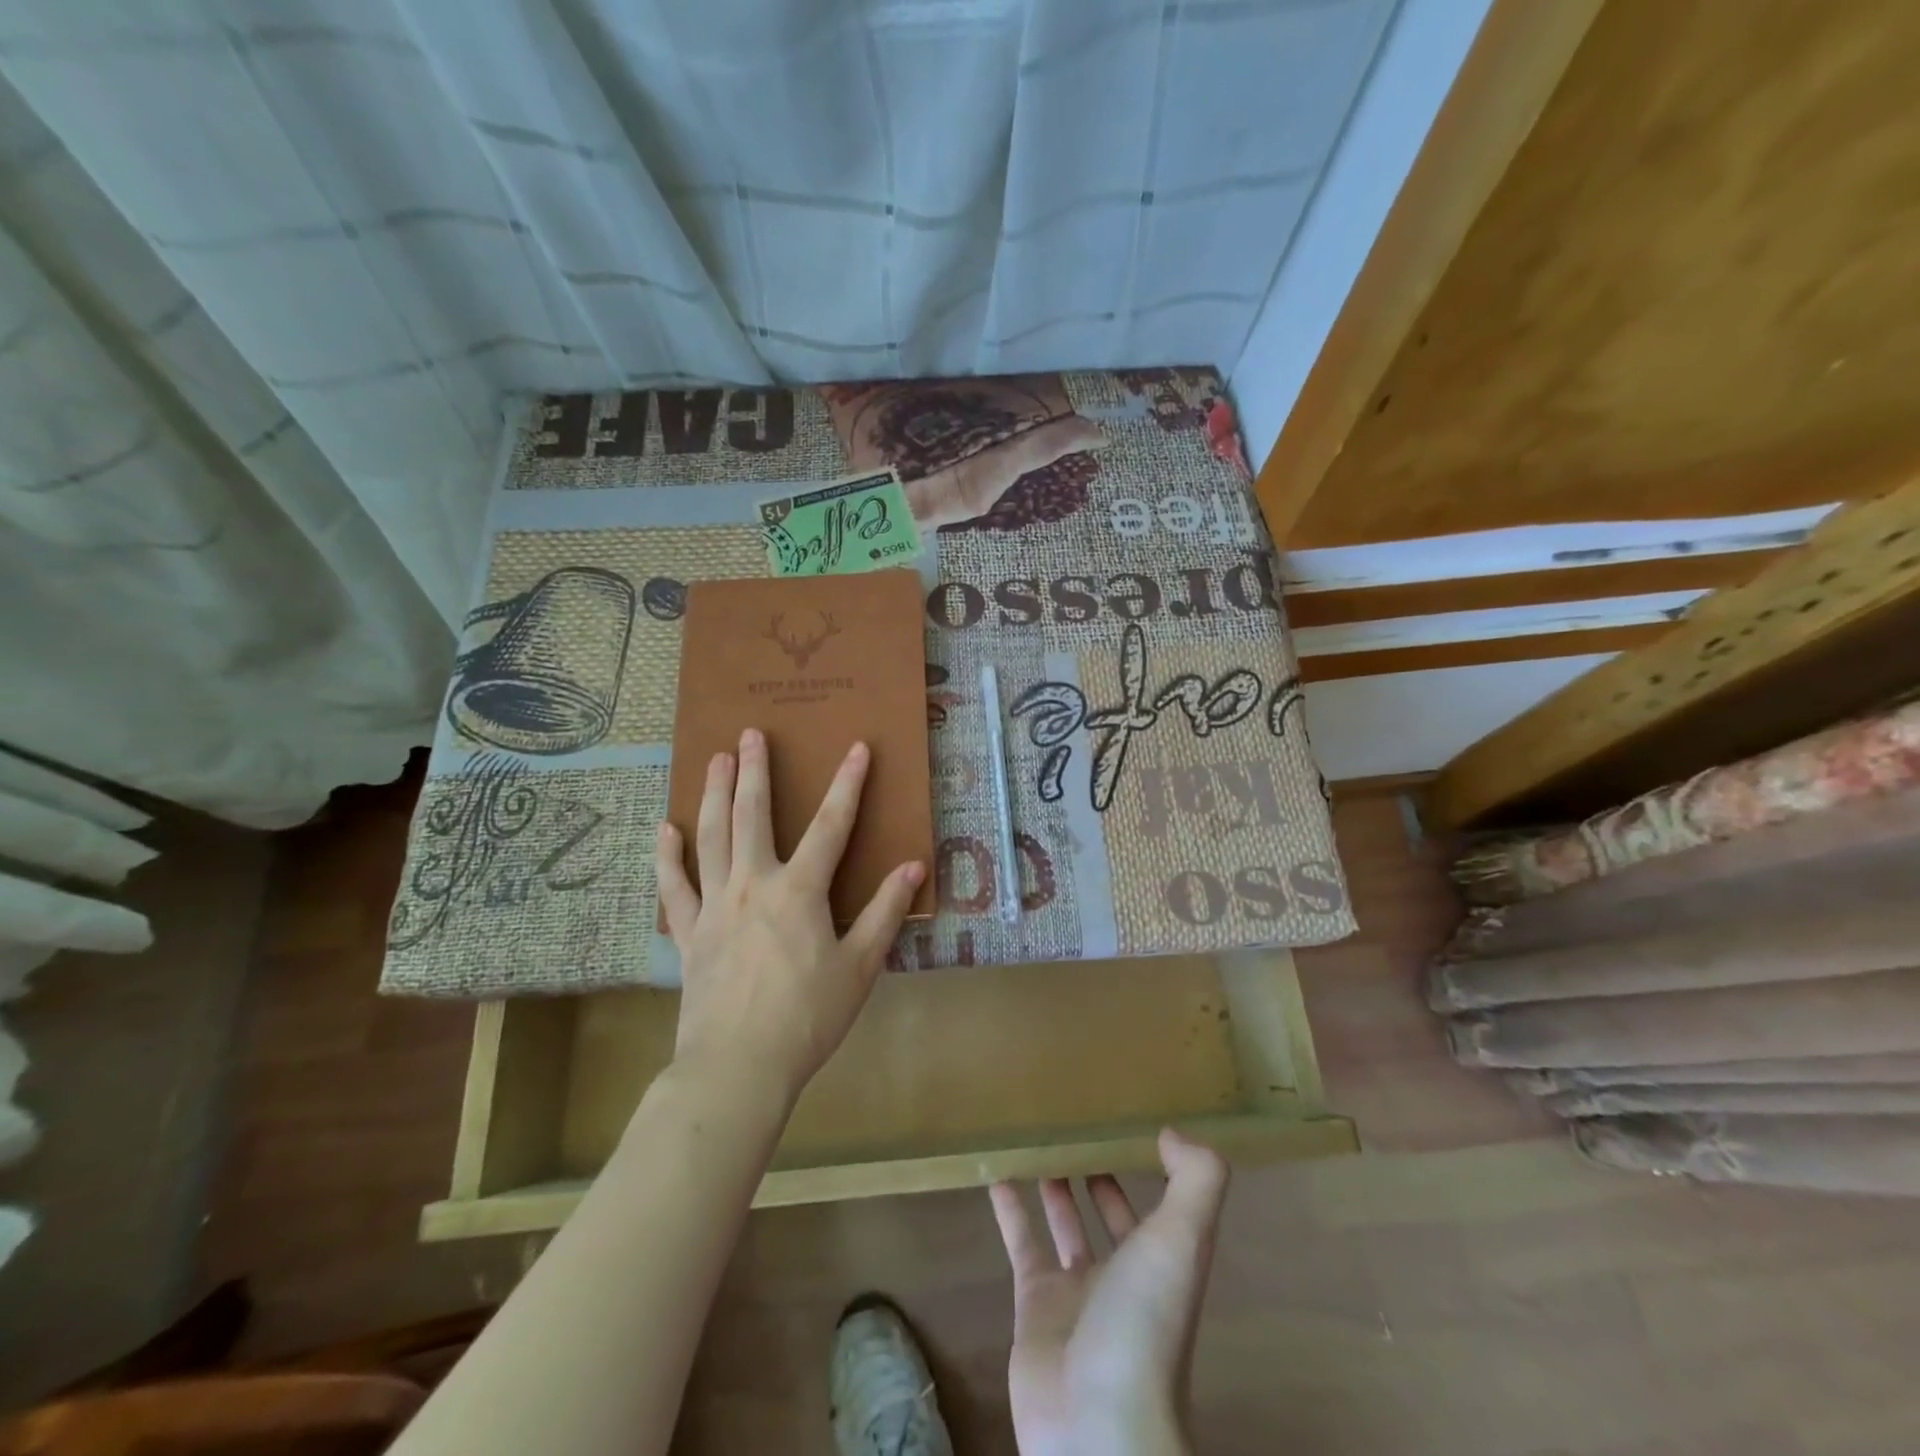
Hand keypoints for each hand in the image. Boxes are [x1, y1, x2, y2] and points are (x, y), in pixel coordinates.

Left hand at [655, 728, 925, 1104]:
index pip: (830, 825)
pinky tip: (666, 830)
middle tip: (750, 734)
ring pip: (710, 838)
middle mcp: (753, 885)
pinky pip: (674, 887)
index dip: (848, 784)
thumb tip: (911, 867)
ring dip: (712, 795)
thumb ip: (885, 912)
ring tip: (713, 760)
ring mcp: (714, 906)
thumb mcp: (860, 966)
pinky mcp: (688, 933)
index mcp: (799, 891)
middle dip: (754, 772)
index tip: (857, 748)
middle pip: (752, 816)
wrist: (738, 1066)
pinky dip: (668, 857)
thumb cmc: (808, 1017)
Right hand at [989, 1131, 1229, 1455]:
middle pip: (1110, 1214)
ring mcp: (1076, 1293)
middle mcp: (1124, 1276)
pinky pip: (1021, 1243)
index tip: (1131, 1123)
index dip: (1152, 1167)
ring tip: (1038, 1139)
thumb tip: (1173, 1132)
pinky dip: (1010, 1209)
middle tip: (1076, 1125)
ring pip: (1064, 1225)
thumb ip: (1195, 1181)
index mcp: (1164, 1263)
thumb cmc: (1144, 1322)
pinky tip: (997, 1172)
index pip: (1161, 1205)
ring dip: (1054, 1186)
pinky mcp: (1033, 1305)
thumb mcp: (1183, 1241)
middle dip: (1098, 1174)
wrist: (1096, 1423)